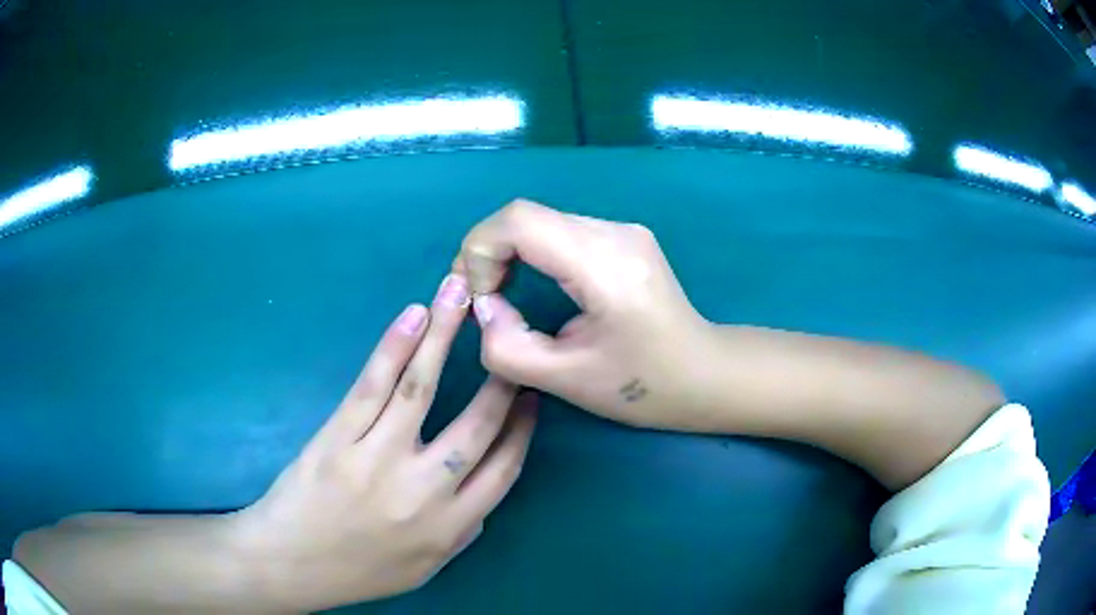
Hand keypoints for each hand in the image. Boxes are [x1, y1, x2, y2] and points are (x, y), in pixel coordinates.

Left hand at [233, 274, 536, 611]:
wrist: (291, 564)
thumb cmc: (359, 571)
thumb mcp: (424, 568)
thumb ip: (463, 534)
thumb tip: (485, 493)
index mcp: (450, 525)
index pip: (504, 466)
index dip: (522, 426)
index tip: (530, 395)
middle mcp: (423, 489)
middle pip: (476, 423)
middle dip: (501, 376)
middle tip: (509, 335)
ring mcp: (378, 457)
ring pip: (422, 387)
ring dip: (445, 335)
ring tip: (461, 293)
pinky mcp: (339, 436)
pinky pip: (373, 385)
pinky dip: (395, 346)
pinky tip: (414, 316)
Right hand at [455, 200, 709, 430]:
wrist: (704, 374)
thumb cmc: (642, 386)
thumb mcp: (565, 380)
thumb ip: (507, 346)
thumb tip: (484, 307)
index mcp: (605, 265)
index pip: (520, 221)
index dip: (480, 250)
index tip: (477, 298)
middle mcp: (615, 233)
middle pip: (527, 216)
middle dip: (488, 253)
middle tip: (479, 299)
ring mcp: (623, 230)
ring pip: (542, 222)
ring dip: (509, 252)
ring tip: (499, 295)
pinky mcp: (624, 237)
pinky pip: (561, 231)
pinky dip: (533, 252)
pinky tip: (531, 283)